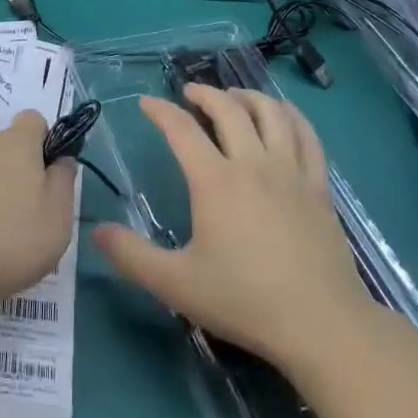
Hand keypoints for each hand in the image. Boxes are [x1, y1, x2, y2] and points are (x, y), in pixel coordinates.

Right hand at [93, 86, 376, 372]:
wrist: (321, 324)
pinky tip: (282, 115)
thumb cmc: (245, 301)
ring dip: (247, 96)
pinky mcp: (318, 185)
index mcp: (215, 181)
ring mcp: (291, 171)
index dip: (161, 111)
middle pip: (228, 108)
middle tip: (189, 93)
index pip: (182, 129)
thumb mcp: (176, 284)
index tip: (146, 103)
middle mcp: (253, 163)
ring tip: (233, 97)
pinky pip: (307, 135)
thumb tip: (96, 230)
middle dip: (205, 93)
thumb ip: (132, 256)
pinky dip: (291, 115)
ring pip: (270, 112)